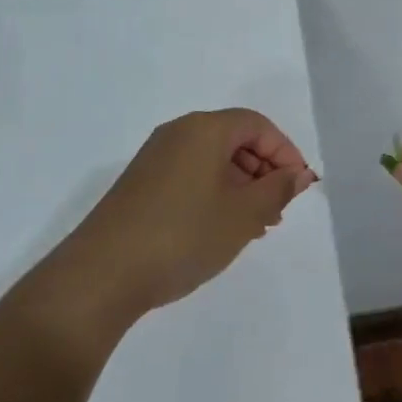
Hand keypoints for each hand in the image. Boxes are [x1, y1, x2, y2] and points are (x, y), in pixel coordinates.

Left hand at [53, 109, 316, 323]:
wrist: (101, 276)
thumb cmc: (183, 235)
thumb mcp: (244, 215)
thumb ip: (278, 189)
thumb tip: (298, 174)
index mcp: (204, 129)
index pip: (258, 125)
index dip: (286, 152)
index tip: (299, 188)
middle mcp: (177, 134)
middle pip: (235, 139)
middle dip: (264, 171)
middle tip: (279, 210)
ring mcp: (154, 160)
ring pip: (213, 162)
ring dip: (242, 187)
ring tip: (256, 226)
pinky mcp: (140, 186)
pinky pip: (191, 178)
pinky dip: (215, 196)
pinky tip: (222, 231)